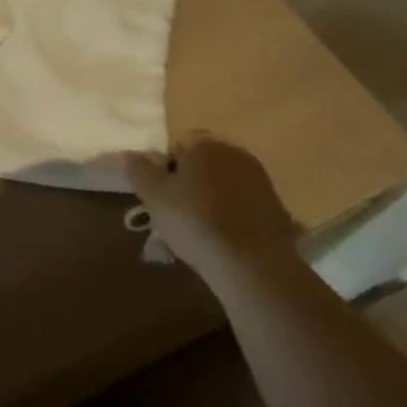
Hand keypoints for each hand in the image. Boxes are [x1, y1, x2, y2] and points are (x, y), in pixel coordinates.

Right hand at [124, 134, 297, 278]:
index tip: (163, 195)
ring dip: (212, 198)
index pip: (181, 143)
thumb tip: (130, 154)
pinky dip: (234, 215)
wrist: (253, 264)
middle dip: (191, 182)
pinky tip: (226, 240)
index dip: (167, 167)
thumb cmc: (196, 222)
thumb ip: (139, 171)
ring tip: (202, 231)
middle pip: (205, 162)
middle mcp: (236, 153)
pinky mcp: (276, 206)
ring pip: (225, 183)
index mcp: (207, 144)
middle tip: (178, 214)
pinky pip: (244, 204)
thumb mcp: (155, 197)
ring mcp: (260, 179)